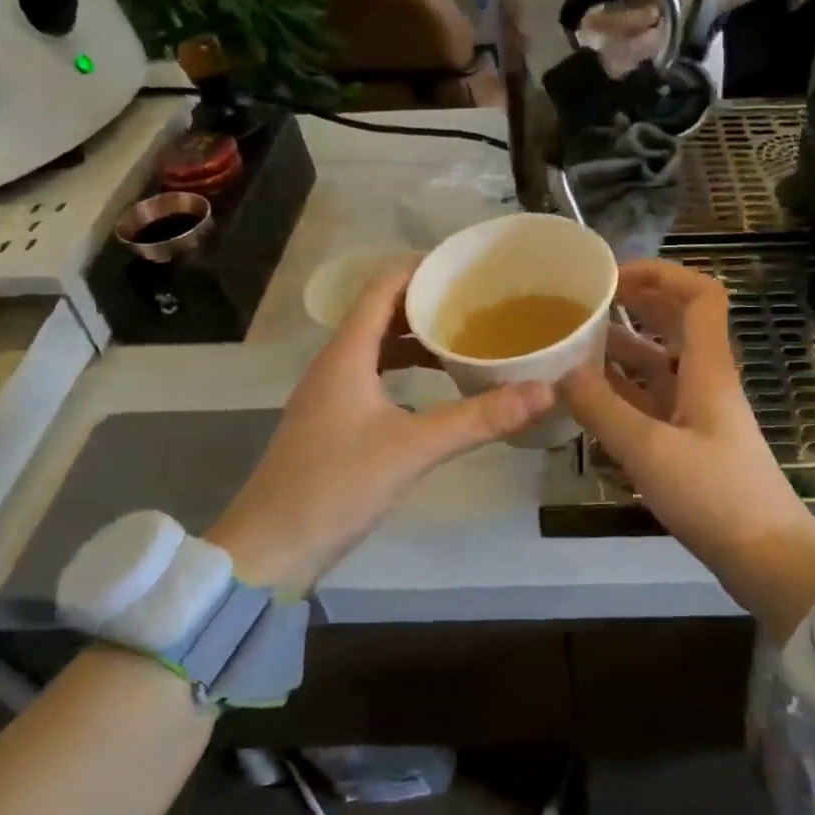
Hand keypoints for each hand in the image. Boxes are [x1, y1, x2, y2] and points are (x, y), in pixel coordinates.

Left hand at [208, 261, 555, 593]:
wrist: (270, 549)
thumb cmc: (336, 486)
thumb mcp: (414, 448)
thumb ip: (479, 418)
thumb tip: (545, 391)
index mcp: (346, 354)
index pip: (382, 288)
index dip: (421, 269)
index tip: (468, 265)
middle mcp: (335, 364)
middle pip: (382, 314)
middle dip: (428, 303)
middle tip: (480, 302)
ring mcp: (332, 395)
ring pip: (379, 348)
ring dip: (419, 339)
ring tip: (467, 339)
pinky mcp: (335, 423)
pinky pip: (376, 377)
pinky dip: (408, 371)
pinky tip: (439, 388)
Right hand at [562, 260, 814, 639]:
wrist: (766, 558)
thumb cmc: (715, 496)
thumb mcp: (649, 451)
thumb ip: (601, 409)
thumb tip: (561, 373)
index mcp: (708, 368)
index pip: (699, 295)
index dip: (661, 274)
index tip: (612, 277)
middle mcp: (705, 381)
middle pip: (676, 324)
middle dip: (634, 306)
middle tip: (585, 305)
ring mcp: (698, 413)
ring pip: (660, 365)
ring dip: (623, 350)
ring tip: (575, 346)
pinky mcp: (690, 443)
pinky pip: (652, 402)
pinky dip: (623, 392)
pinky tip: (588, 397)